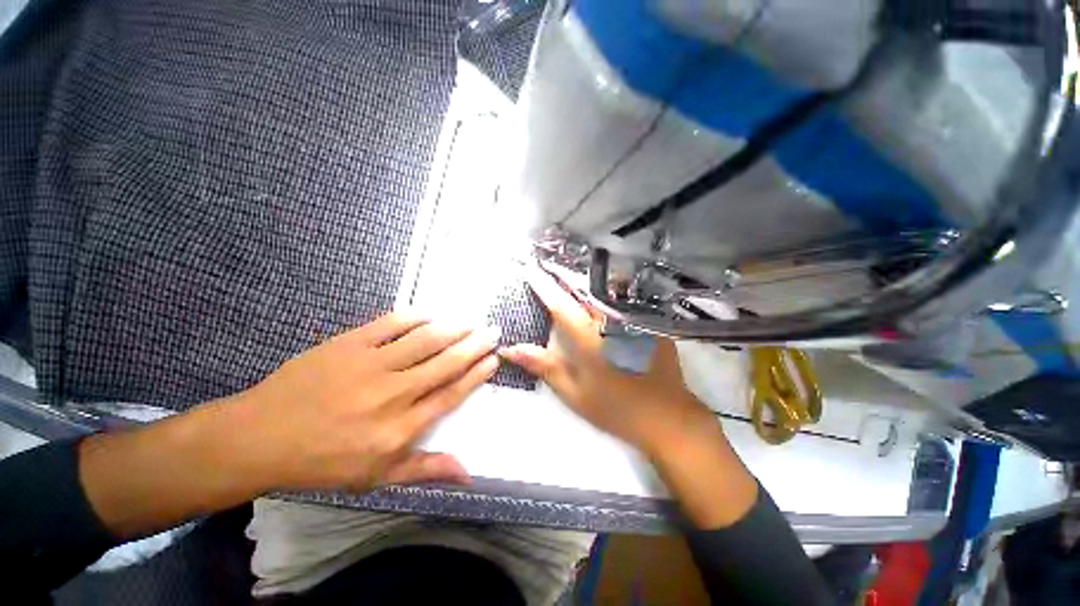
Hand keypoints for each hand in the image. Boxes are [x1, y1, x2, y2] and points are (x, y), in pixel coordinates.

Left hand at [80, 313, 499, 538]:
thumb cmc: (323, 460)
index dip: (475, 375)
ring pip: (425, 340)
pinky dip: (416, 316)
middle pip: (445, 363)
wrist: (261, 436)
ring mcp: (370, 365)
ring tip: (471, 319)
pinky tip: (431, 312)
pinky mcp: (349, 345)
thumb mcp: (376, 477)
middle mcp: (393, 394)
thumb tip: (468, 472)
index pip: (451, 394)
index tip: (493, 360)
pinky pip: (391, 324)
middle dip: (474, 345)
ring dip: (453, 327)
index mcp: (400, 428)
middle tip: (492, 331)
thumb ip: (425, 469)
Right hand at [499, 268, 715, 456]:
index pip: (560, 304)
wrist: (668, 418)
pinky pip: (621, 299)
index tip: (529, 270)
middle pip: (583, 291)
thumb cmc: (616, 408)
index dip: (542, 286)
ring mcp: (632, 319)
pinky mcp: (647, 322)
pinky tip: (599, 291)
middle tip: (547, 266)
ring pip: (603, 291)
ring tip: (569, 273)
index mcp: (589, 336)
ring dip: (584, 282)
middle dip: (563, 277)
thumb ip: (543, 366)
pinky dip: (605, 292)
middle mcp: (611, 320)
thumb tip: (510, 349)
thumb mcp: (574, 392)